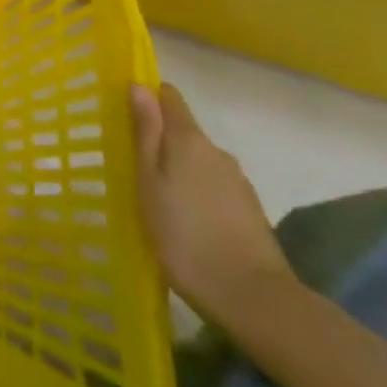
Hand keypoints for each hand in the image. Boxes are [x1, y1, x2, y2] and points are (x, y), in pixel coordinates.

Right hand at [130, 82, 295, 326]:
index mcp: (188, 138)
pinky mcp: (252, 211)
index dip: (148, 99)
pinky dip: (201, 195)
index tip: (129, 119)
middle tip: (139, 172)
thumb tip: (138, 85)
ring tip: (165, 204)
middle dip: (162, 142)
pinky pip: (216, 187)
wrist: (256, 301)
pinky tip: (192, 225)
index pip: (168, 95)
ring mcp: (238, 181)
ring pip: (200, 161)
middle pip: (184, 130)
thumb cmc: (186, 237)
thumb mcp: (149, 183)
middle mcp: (216, 150)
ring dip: (182, 171)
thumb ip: (146, 132)